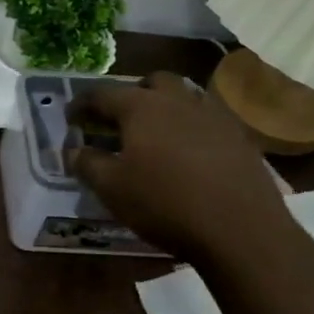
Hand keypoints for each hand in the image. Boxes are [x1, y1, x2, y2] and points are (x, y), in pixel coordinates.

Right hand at [66, 71, 298, 272]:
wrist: (242, 231)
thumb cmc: (165, 204)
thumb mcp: (112, 189)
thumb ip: (87, 164)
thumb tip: (73, 150)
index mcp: (141, 107)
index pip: (102, 94)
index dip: (82, 104)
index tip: (70, 117)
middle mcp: (177, 100)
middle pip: (151, 82)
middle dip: (132, 95)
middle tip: (121, 120)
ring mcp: (214, 115)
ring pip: (184, 97)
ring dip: (166, 108)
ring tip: (156, 136)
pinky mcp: (240, 137)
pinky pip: (209, 120)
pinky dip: (192, 128)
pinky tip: (190, 155)